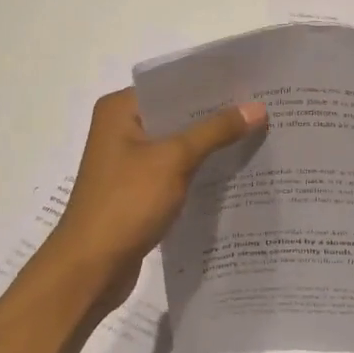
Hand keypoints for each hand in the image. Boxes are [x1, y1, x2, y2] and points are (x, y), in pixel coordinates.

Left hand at [44, 87, 267, 308]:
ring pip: (179, 143)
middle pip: (178, 113)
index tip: (252, 82)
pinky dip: (201, 169)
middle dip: (218, 114)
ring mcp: (129, 161)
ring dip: (212, 143)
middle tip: (264, 108)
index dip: (212, 83)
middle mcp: (122, 128)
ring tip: (258, 135)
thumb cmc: (125, 204)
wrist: (89, 270)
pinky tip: (235, 170)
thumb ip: (216, 131)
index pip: (173, 85)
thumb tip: (258, 107)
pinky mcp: (138, 189)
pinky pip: (177, 169)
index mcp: (120, 110)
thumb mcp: (174, 160)